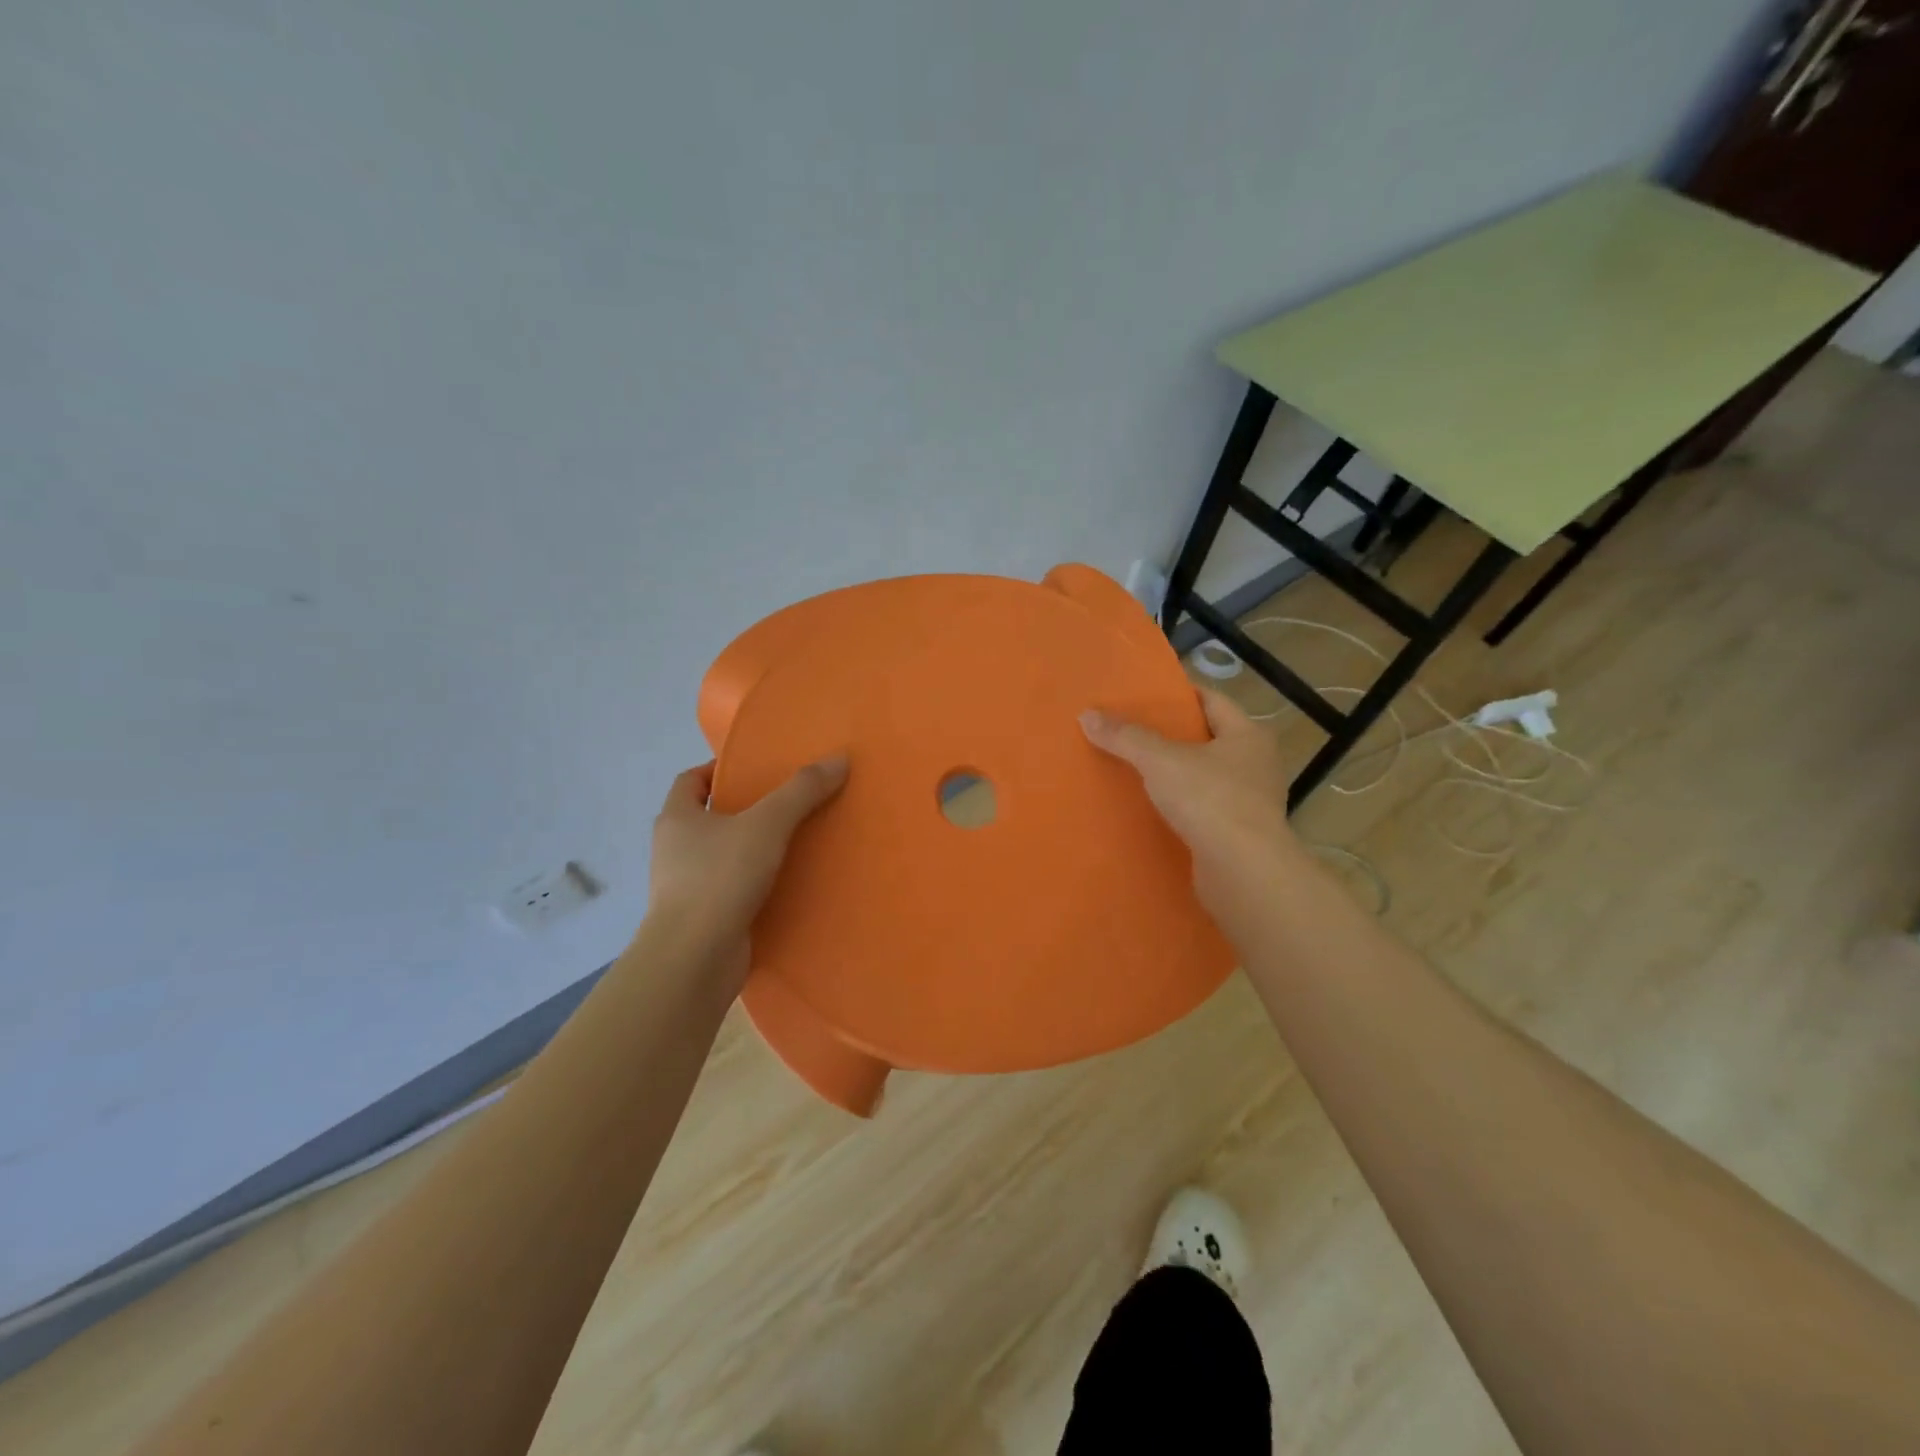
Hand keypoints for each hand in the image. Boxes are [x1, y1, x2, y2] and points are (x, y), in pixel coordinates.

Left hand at [645, 755, 848, 987]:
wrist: (695, 959)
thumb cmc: (720, 878)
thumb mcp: (767, 824)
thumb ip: (802, 791)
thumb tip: (839, 758)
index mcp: (677, 818)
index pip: (690, 780)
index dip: (718, 770)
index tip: (755, 770)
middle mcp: (674, 849)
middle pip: (708, 817)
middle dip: (743, 810)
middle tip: (786, 804)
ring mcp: (685, 887)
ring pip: (721, 856)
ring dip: (751, 849)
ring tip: (793, 843)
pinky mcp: (702, 918)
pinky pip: (731, 890)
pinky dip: (754, 884)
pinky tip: (786, 884)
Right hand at [1080, 689, 1305, 918]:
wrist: (1243, 872)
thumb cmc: (1210, 800)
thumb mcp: (1160, 760)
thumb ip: (1125, 737)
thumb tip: (1087, 714)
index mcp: (1248, 736)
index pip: (1212, 700)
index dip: (1179, 694)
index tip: (1146, 694)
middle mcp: (1256, 765)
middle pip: (1208, 739)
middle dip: (1172, 735)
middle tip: (1131, 730)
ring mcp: (1250, 802)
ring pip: (1204, 777)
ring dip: (1174, 774)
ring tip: (1134, 769)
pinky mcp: (1238, 835)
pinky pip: (1203, 809)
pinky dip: (1179, 806)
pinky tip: (1151, 808)